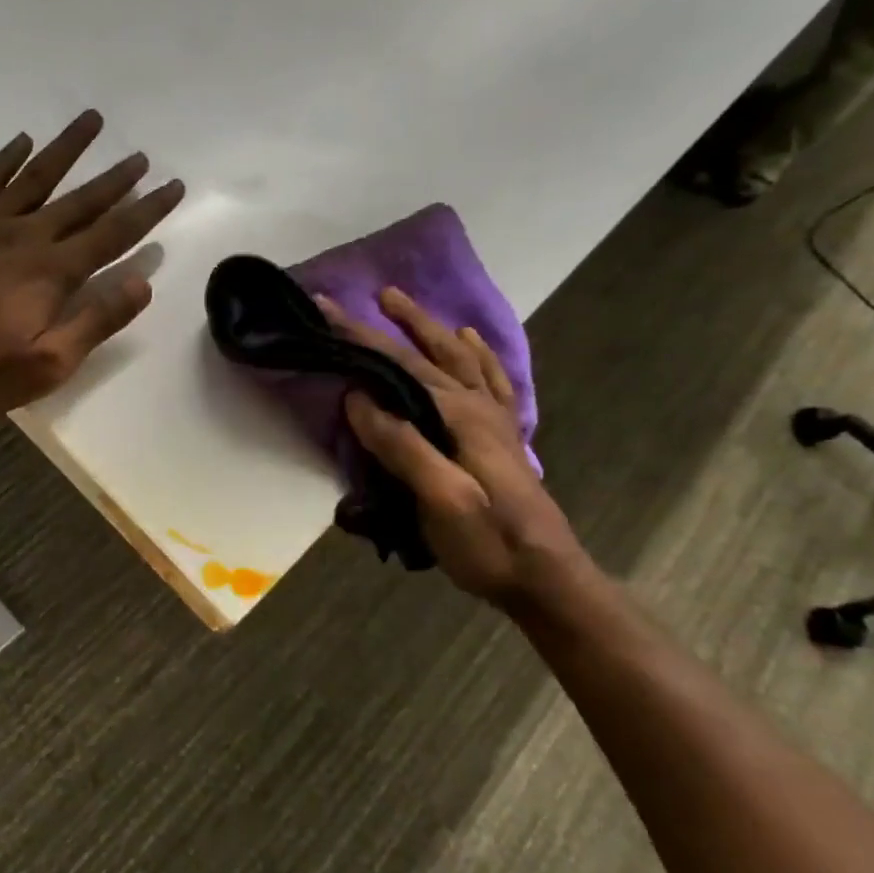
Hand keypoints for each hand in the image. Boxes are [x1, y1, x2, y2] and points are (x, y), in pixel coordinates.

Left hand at [0, 110, 183, 417]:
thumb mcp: (47, 364)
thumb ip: (95, 321)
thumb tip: (141, 283)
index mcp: (53, 273)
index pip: (112, 234)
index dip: (146, 210)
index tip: (172, 186)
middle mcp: (25, 237)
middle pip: (80, 201)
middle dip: (115, 179)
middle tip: (140, 155)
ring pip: (35, 178)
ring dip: (66, 150)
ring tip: (92, 121)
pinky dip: (6, 159)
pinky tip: (22, 142)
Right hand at [318, 289, 590, 607]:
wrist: (546, 578)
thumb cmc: (488, 542)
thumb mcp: (439, 498)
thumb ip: (402, 445)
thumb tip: (358, 398)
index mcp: (460, 416)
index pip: (401, 366)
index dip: (362, 337)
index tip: (327, 309)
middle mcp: (479, 407)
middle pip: (433, 353)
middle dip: (402, 321)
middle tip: (376, 294)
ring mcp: (496, 421)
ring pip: (463, 360)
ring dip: (435, 330)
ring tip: (411, 308)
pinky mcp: (503, 439)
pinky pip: (492, 382)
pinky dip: (479, 357)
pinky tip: (471, 345)